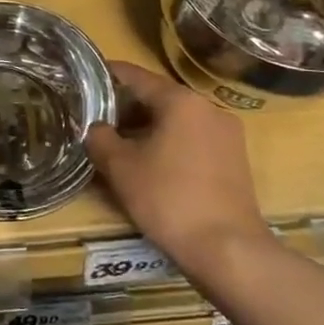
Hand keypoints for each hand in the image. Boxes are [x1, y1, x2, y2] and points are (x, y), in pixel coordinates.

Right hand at [87, 62, 271, 279]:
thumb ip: (100, 138)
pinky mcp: (236, 160)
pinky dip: (170, 143)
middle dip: (128, 107)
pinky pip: (194, 140)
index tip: (87, 76)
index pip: (137, 76)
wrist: (228, 250)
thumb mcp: (120, 167)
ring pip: (178, 120)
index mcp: (181, 100)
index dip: (109, 74)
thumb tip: (95, 128)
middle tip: (98, 118)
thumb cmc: (169, 198)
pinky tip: (152, 164)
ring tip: (121, 144)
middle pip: (159, 97)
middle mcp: (208, 108)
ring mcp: (227, 134)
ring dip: (149, 127)